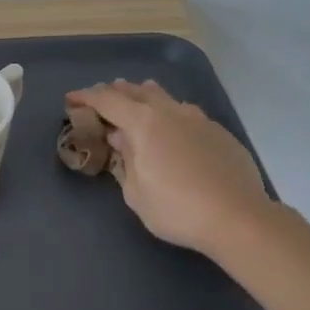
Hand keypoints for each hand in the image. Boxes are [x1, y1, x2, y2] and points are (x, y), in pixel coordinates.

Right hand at [64, 79, 277, 256]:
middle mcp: (171, 112)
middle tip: (101, 96)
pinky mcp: (218, 133)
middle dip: (116, 92)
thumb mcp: (135, 192)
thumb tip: (120, 139)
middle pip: (137, 92)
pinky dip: (169, 113)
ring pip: (166, 98)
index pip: (108, 101)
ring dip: (145, 95)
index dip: (86, 97)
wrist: (237, 217)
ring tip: (136, 97)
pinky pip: (186, 113)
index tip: (71, 99)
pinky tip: (171, 126)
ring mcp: (199, 119)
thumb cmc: (176, 209)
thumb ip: (125, 160)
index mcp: (144, 123)